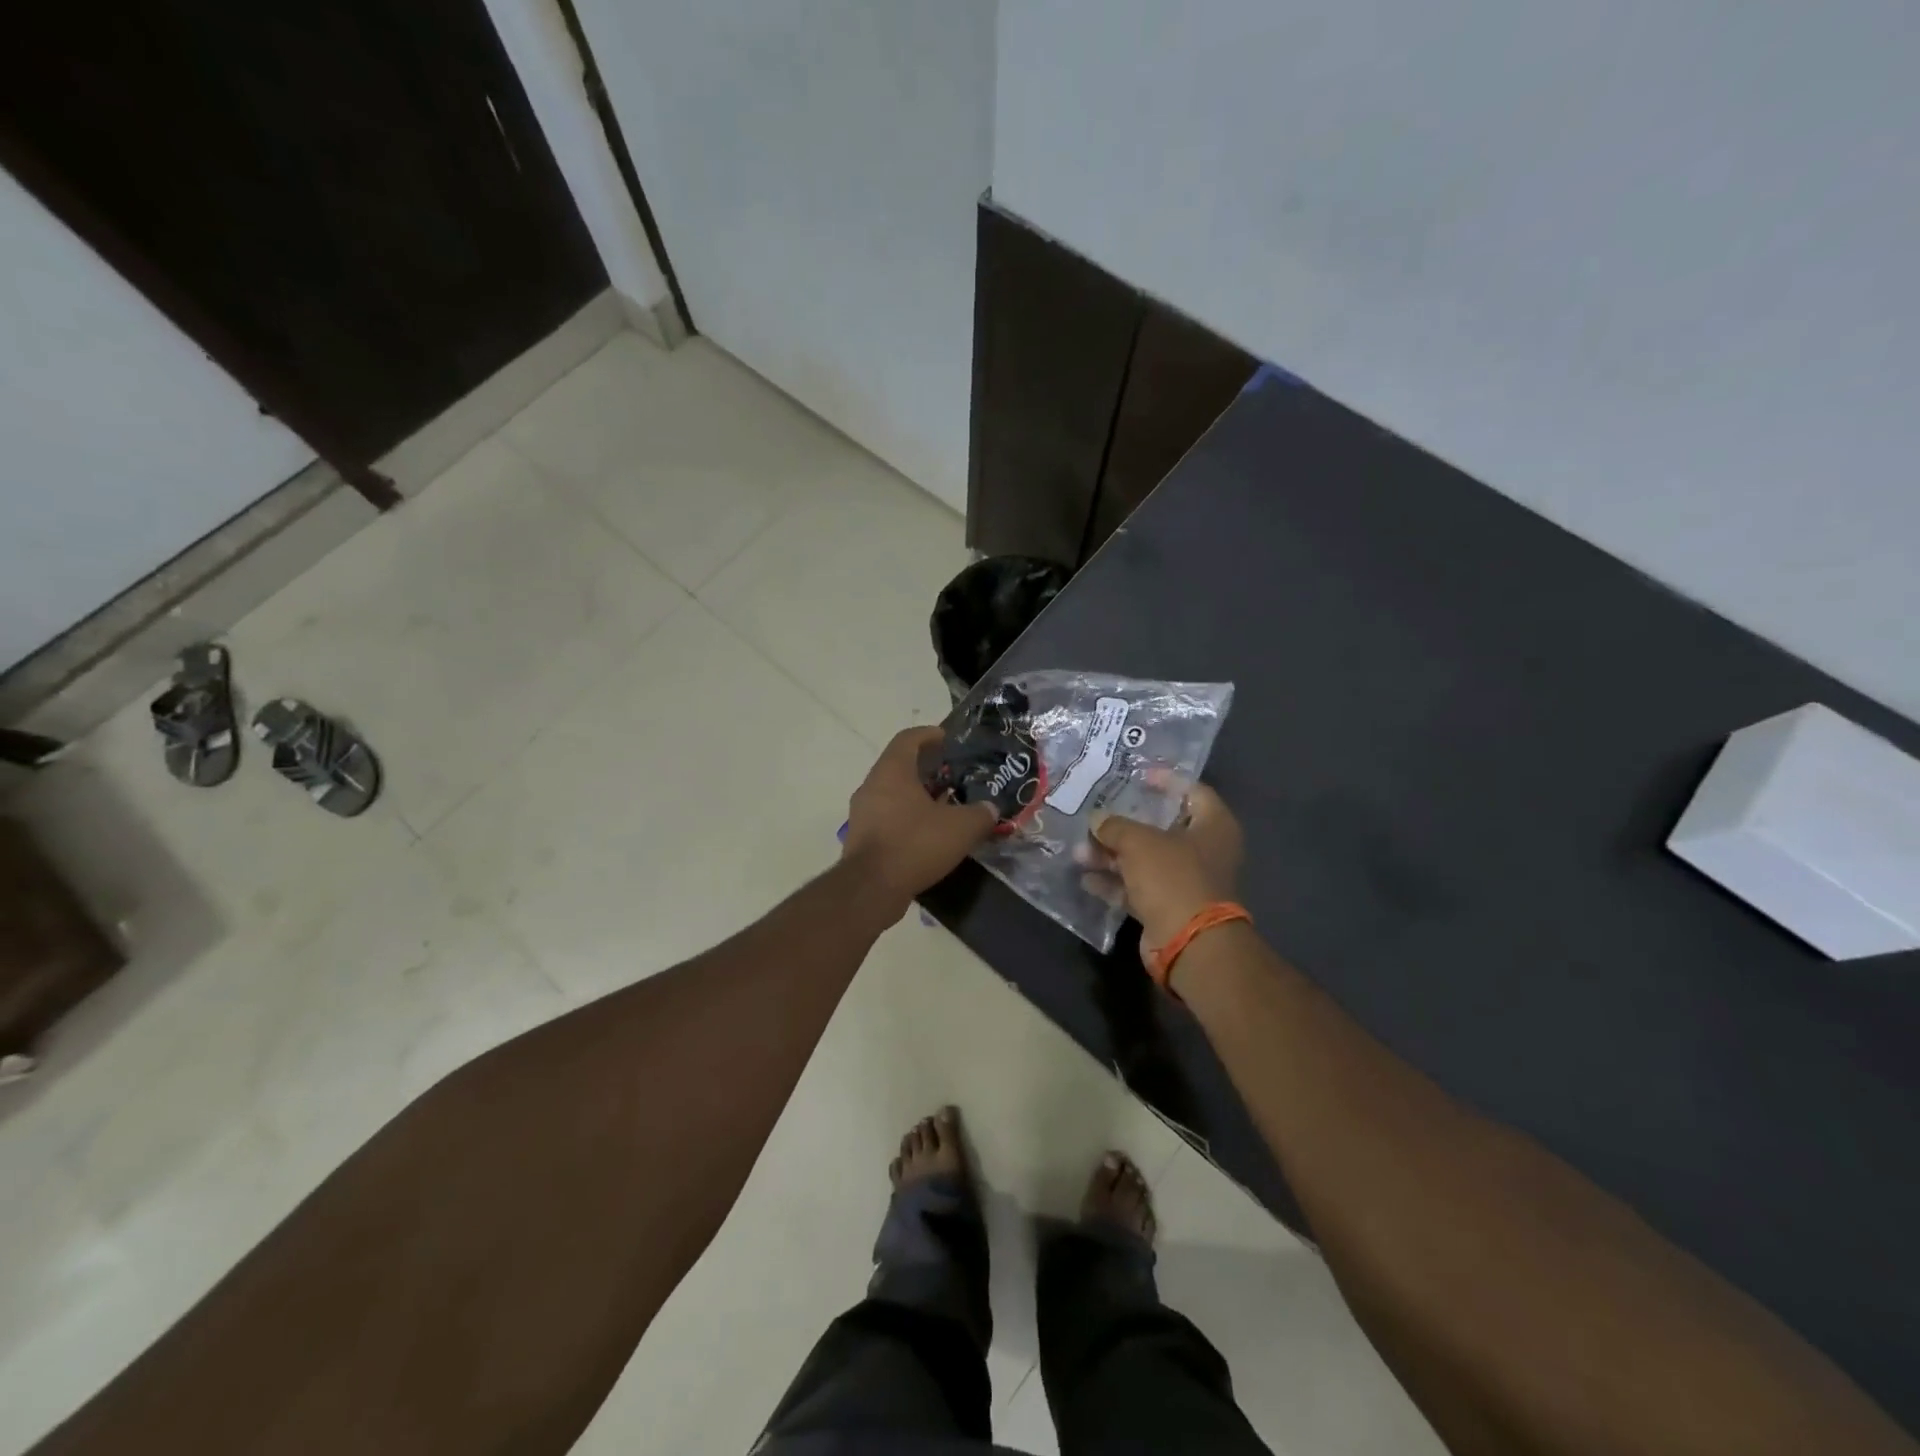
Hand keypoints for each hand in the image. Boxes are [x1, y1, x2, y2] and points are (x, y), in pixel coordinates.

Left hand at [842, 726, 998, 904]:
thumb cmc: (915, 844)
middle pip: (900, 765)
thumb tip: (990, 809)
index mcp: (892, 770)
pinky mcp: (861, 837)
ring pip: (893, 793)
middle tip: (953, 775)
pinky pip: (887, 816)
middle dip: (927, 768)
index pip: (908, 738)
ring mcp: (862, 812)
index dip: (929, 734)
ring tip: (945, 805)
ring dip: (917, 795)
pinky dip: (907, 817)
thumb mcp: (961, 828)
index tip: (947, 738)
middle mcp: (872, 785)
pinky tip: (928, 833)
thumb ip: (980, 814)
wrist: (871, 889)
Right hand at [1086, 778, 1243, 967]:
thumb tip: (1097, 819)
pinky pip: (1137, 887)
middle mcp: (1204, 851)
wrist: (1189, 942)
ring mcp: (1186, 881)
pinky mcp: (1168, 906)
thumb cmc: (1173, 877)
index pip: (1193, 791)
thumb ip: (1115, 826)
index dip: (1166, 781)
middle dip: (1124, 824)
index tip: (1138, 776)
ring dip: (1112, 855)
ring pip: (1145, 860)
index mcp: (1213, 826)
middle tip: (1096, 816)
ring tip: (1079, 852)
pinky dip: (1114, 882)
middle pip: (1162, 827)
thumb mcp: (1139, 842)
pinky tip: (1086, 878)